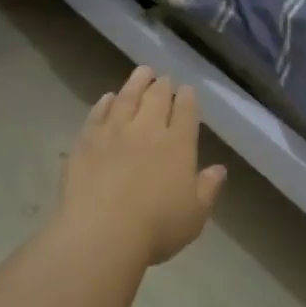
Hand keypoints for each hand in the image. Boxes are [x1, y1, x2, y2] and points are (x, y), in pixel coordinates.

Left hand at [58, 67, 227, 266]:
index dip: (187, 98)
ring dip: (136, 82)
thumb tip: (219, 169)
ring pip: (127, 97)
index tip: (186, 90)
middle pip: (156, 98)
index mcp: (178, 144)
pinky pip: (98, 113)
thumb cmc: (156, 228)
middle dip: (162, 85)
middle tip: (163, 79)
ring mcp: (114, 132)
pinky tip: (108, 98)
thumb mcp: (194, 215)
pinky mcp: (86, 141)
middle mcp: (147, 129)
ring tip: (142, 73)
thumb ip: (208, 188)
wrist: (101, 233)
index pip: (185, 111)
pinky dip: (106, 102)